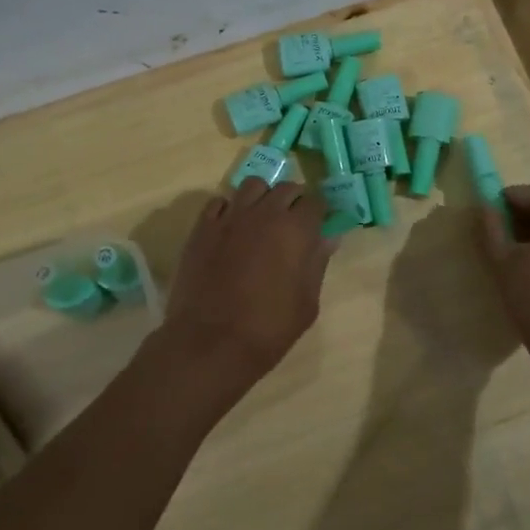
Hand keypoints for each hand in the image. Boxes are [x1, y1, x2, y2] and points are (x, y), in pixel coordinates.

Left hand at [157, 178, 336, 399]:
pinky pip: (219, 202)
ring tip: (262, 219)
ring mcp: (230, 217)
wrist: (211, 343)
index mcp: (296, 229)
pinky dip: (230, 209)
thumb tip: (327, 238)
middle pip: (286, 187)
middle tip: (294, 224)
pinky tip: (231, 229)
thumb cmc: (269, 328)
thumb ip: (318, 263)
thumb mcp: (307, 302)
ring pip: (252, 186)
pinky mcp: (202, 228)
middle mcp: (265, 213)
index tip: (319, 225)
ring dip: (263, 197)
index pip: (316, 202)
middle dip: (295, 201)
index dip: (320, 213)